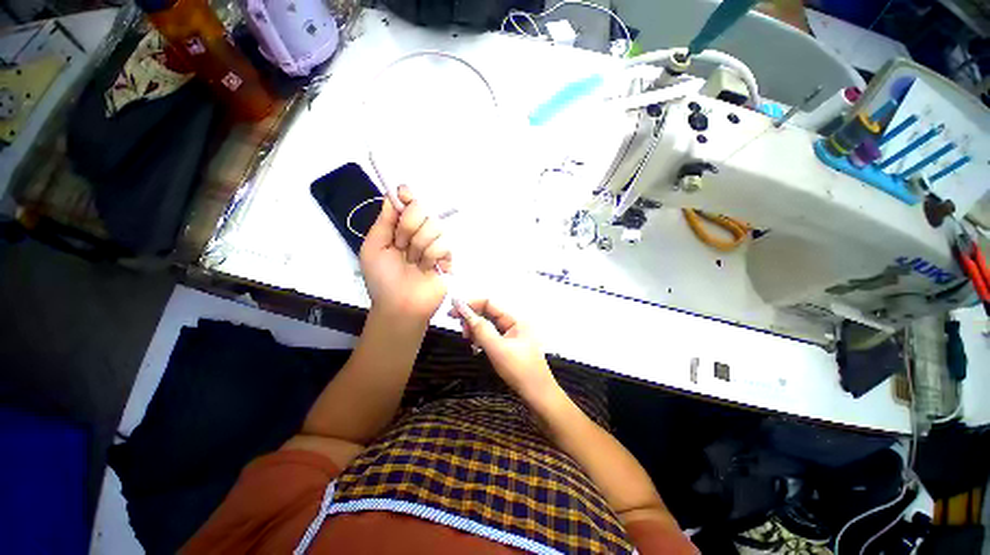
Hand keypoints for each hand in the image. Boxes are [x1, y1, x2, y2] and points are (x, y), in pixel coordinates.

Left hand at [360, 186, 451, 321]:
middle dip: (408, 226)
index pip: (407, 201)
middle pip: (422, 208)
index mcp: (398, 228)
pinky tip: (427, 268)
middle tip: (400, 245)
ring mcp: (434, 243)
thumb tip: (392, 197)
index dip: (407, 194)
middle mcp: (417, 231)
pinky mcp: (447, 256)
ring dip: (419, 246)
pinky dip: (431, 257)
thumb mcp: (373, 249)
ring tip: (414, 262)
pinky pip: (443, 244)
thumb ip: (383, 222)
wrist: (400, 305)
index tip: (404, 194)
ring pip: (434, 226)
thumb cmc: (382, 279)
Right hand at [451, 299, 560, 402]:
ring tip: (468, 340)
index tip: (452, 311)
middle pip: (488, 313)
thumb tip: (463, 309)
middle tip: (458, 328)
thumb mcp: (497, 349)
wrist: (539, 396)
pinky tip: (476, 346)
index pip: (490, 303)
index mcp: (516, 319)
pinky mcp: (510, 346)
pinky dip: (482, 339)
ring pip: (489, 325)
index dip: (471, 304)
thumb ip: (481, 329)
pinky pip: (492, 336)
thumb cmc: (520, 371)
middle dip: (472, 318)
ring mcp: (513, 335)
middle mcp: (514, 323)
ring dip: (476, 329)